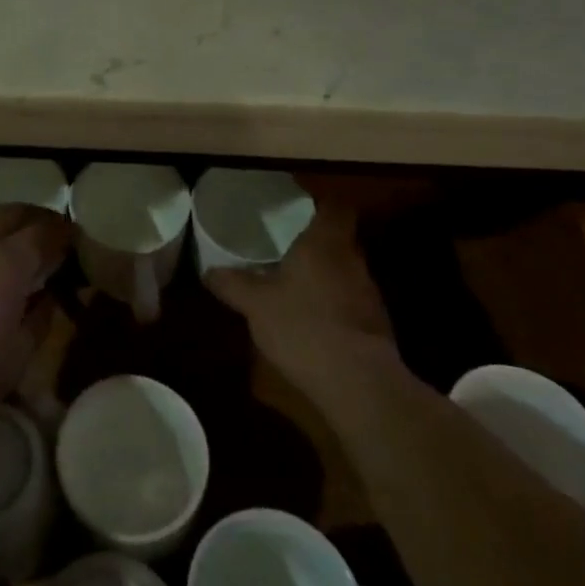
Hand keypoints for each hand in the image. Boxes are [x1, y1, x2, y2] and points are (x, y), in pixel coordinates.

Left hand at [0, 204, 69, 449]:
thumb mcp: (16, 360)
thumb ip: (38, 321)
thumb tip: (46, 298)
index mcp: (7, 262)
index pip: (44, 232)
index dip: (62, 232)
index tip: (72, 238)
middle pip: (11, 213)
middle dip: (35, 217)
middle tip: (47, 230)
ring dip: (1, 219)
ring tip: (10, 235)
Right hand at [204, 203, 396, 408]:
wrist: (357, 382)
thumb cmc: (302, 325)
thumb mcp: (255, 304)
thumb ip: (232, 284)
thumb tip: (209, 271)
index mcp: (324, 243)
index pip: (335, 207)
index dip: (321, 203)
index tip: (301, 206)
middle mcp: (352, 260)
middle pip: (340, 239)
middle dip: (317, 242)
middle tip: (288, 246)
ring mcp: (369, 293)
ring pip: (346, 271)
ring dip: (325, 275)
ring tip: (296, 284)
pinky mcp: (376, 325)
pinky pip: (351, 301)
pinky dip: (334, 304)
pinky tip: (313, 320)